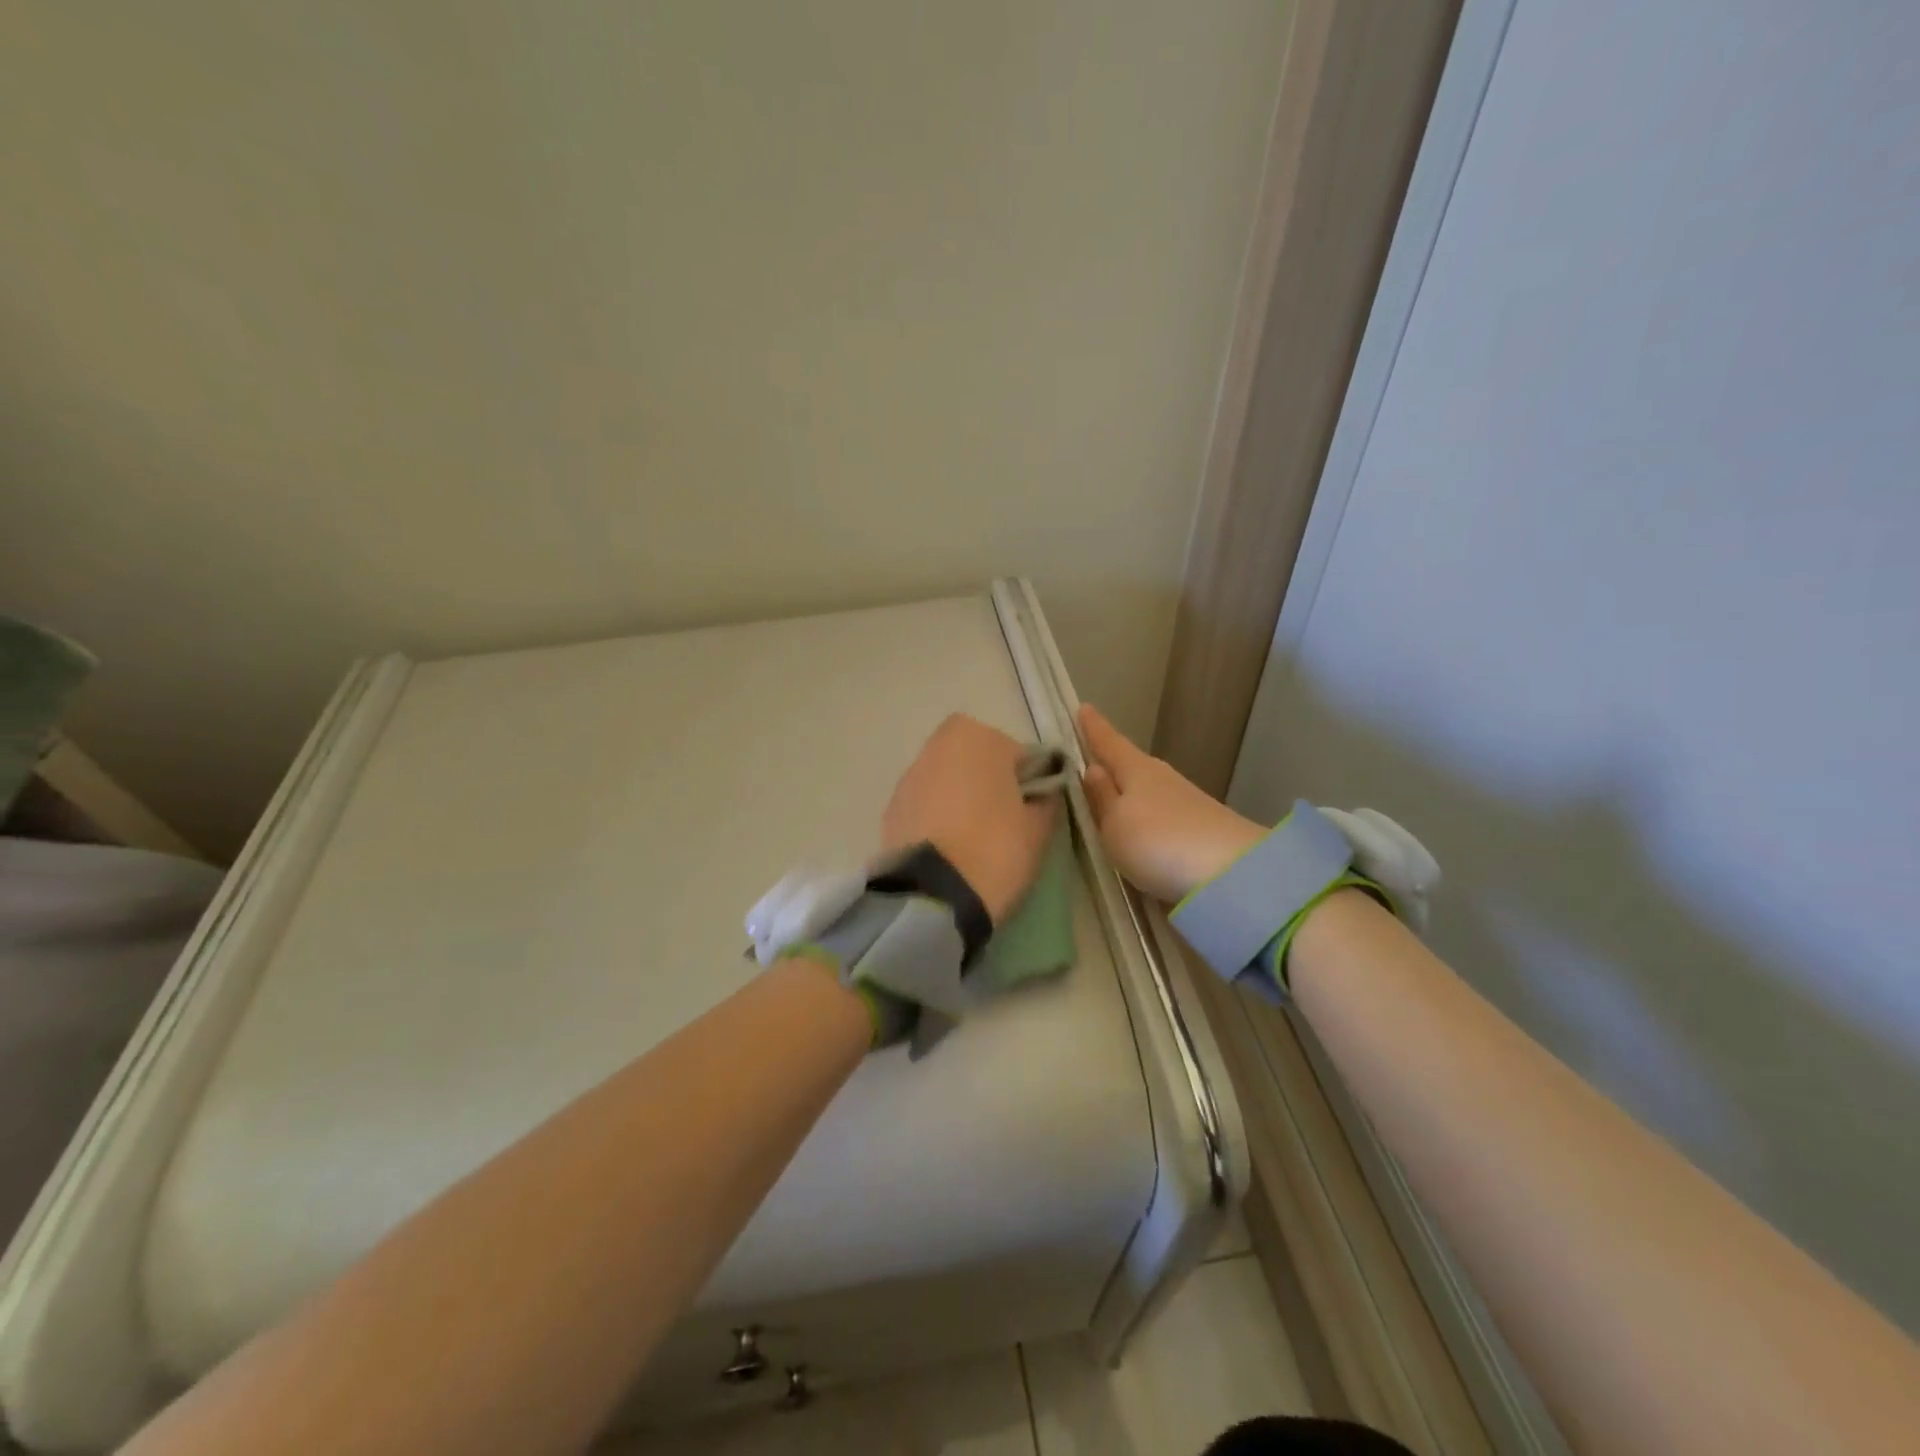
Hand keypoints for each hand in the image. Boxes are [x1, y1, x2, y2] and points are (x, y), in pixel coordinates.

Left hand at [882, 714, 1058, 923]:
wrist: (933, 895)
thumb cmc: (995, 848)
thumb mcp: (1040, 828)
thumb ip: (1046, 800)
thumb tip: (1043, 795)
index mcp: (974, 736)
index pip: (1017, 753)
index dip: (1029, 781)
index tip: (1033, 810)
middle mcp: (935, 746)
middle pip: (975, 762)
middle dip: (990, 785)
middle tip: (1006, 822)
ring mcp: (907, 778)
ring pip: (947, 783)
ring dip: (960, 801)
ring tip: (976, 842)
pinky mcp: (889, 811)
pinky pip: (925, 808)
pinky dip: (937, 821)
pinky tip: (950, 852)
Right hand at [1078, 704, 1265, 902]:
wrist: (1232, 872)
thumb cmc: (1158, 842)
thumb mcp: (1115, 825)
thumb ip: (1102, 798)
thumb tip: (1092, 768)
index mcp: (1135, 769)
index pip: (1108, 742)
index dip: (1094, 728)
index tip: (1084, 707)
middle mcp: (1161, 777)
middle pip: (1129, 763)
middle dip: (1111, 759)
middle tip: (1090, 754)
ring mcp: (1185, 801)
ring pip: (1146, 787)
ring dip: (1129, 789)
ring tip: (1110, 794)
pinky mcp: (1200, 826)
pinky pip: (1160, 811)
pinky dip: (1146, 813)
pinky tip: (1139, 824)